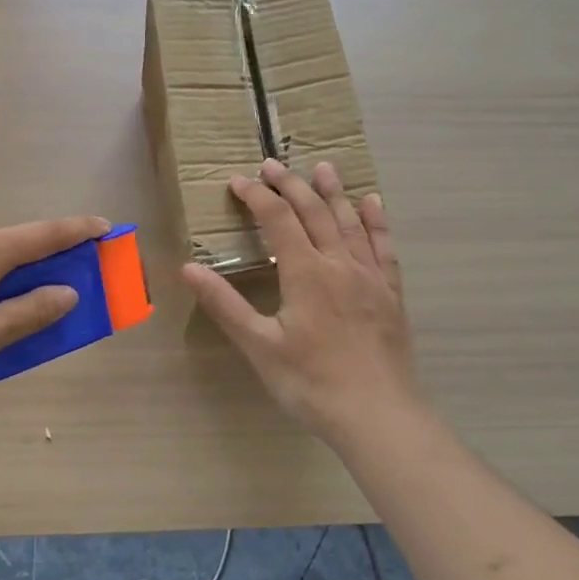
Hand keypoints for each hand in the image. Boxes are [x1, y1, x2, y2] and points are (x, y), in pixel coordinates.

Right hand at [183, 160, 419, 445]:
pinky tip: (373, 204)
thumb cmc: (311, 383)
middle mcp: (339, 263)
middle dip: (290, 184)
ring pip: (349, 221)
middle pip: (313, 211)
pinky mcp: (390, 293)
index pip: (276, 219)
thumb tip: (188, 268)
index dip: (256, 196)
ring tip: (323, 167)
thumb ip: (224, 304)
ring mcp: (370, 276)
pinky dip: (376, 221)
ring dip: (333, 192)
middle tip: (271, 164)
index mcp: (305, 272)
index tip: (238, 181)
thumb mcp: (259, 346)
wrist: (378, 415)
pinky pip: (383, 246)